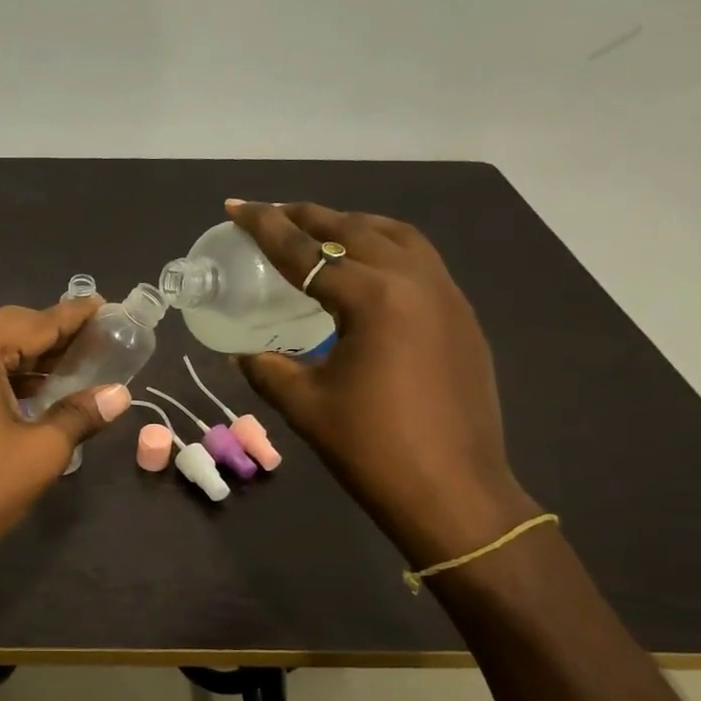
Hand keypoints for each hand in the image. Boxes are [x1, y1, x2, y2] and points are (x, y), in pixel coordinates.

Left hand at [0, 300, 132, 600]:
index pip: (33, 322)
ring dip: (28, 359)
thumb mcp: (41, 452)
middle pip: (7, 330)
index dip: (74, 316)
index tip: (107, 308)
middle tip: (96, 341)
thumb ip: (81, 414)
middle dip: (52, 336)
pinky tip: (33, 393)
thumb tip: (119, 395)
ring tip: (73, 367)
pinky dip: (3, 376)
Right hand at [225, 200, 536, 563]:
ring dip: (354, 226)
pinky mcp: (463, 319)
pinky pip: (421, 262)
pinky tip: (368, 271)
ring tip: (321, 231)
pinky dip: (386, 249)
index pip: (306, 252)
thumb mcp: (305, 405)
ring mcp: (448, 297)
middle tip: (274, 213)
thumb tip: (243, 353)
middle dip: (310, 217)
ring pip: (397, 237)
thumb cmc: (372, 449)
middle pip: (354, 230)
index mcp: (373, 298)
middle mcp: (415, 281)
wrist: (454, 494)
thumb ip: (267, 369)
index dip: (265, 228)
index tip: (237, 206)